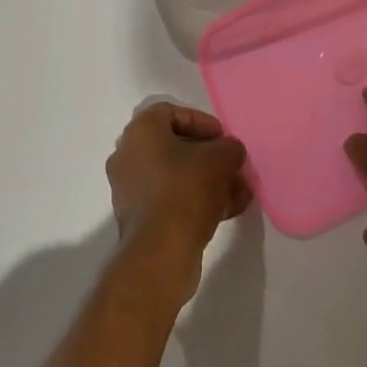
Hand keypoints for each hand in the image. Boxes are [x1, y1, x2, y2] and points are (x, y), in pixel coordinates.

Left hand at [106, 102, 250, 279]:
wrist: (161, 252)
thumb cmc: (186, 189)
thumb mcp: (220, 159)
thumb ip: (229, 148)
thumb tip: (231, 151)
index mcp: (141, 131)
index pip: (173, 113)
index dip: (202, 123)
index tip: (223, 138)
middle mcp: (129, 154)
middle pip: (176, 147)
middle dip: (209, 157)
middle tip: (232, 167)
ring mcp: (130, 189)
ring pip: (176, 176)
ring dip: (208, 181)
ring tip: (238, 193)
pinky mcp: (138, 219)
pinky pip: (171, 200)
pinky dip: (196, 201)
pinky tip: (227, 211)